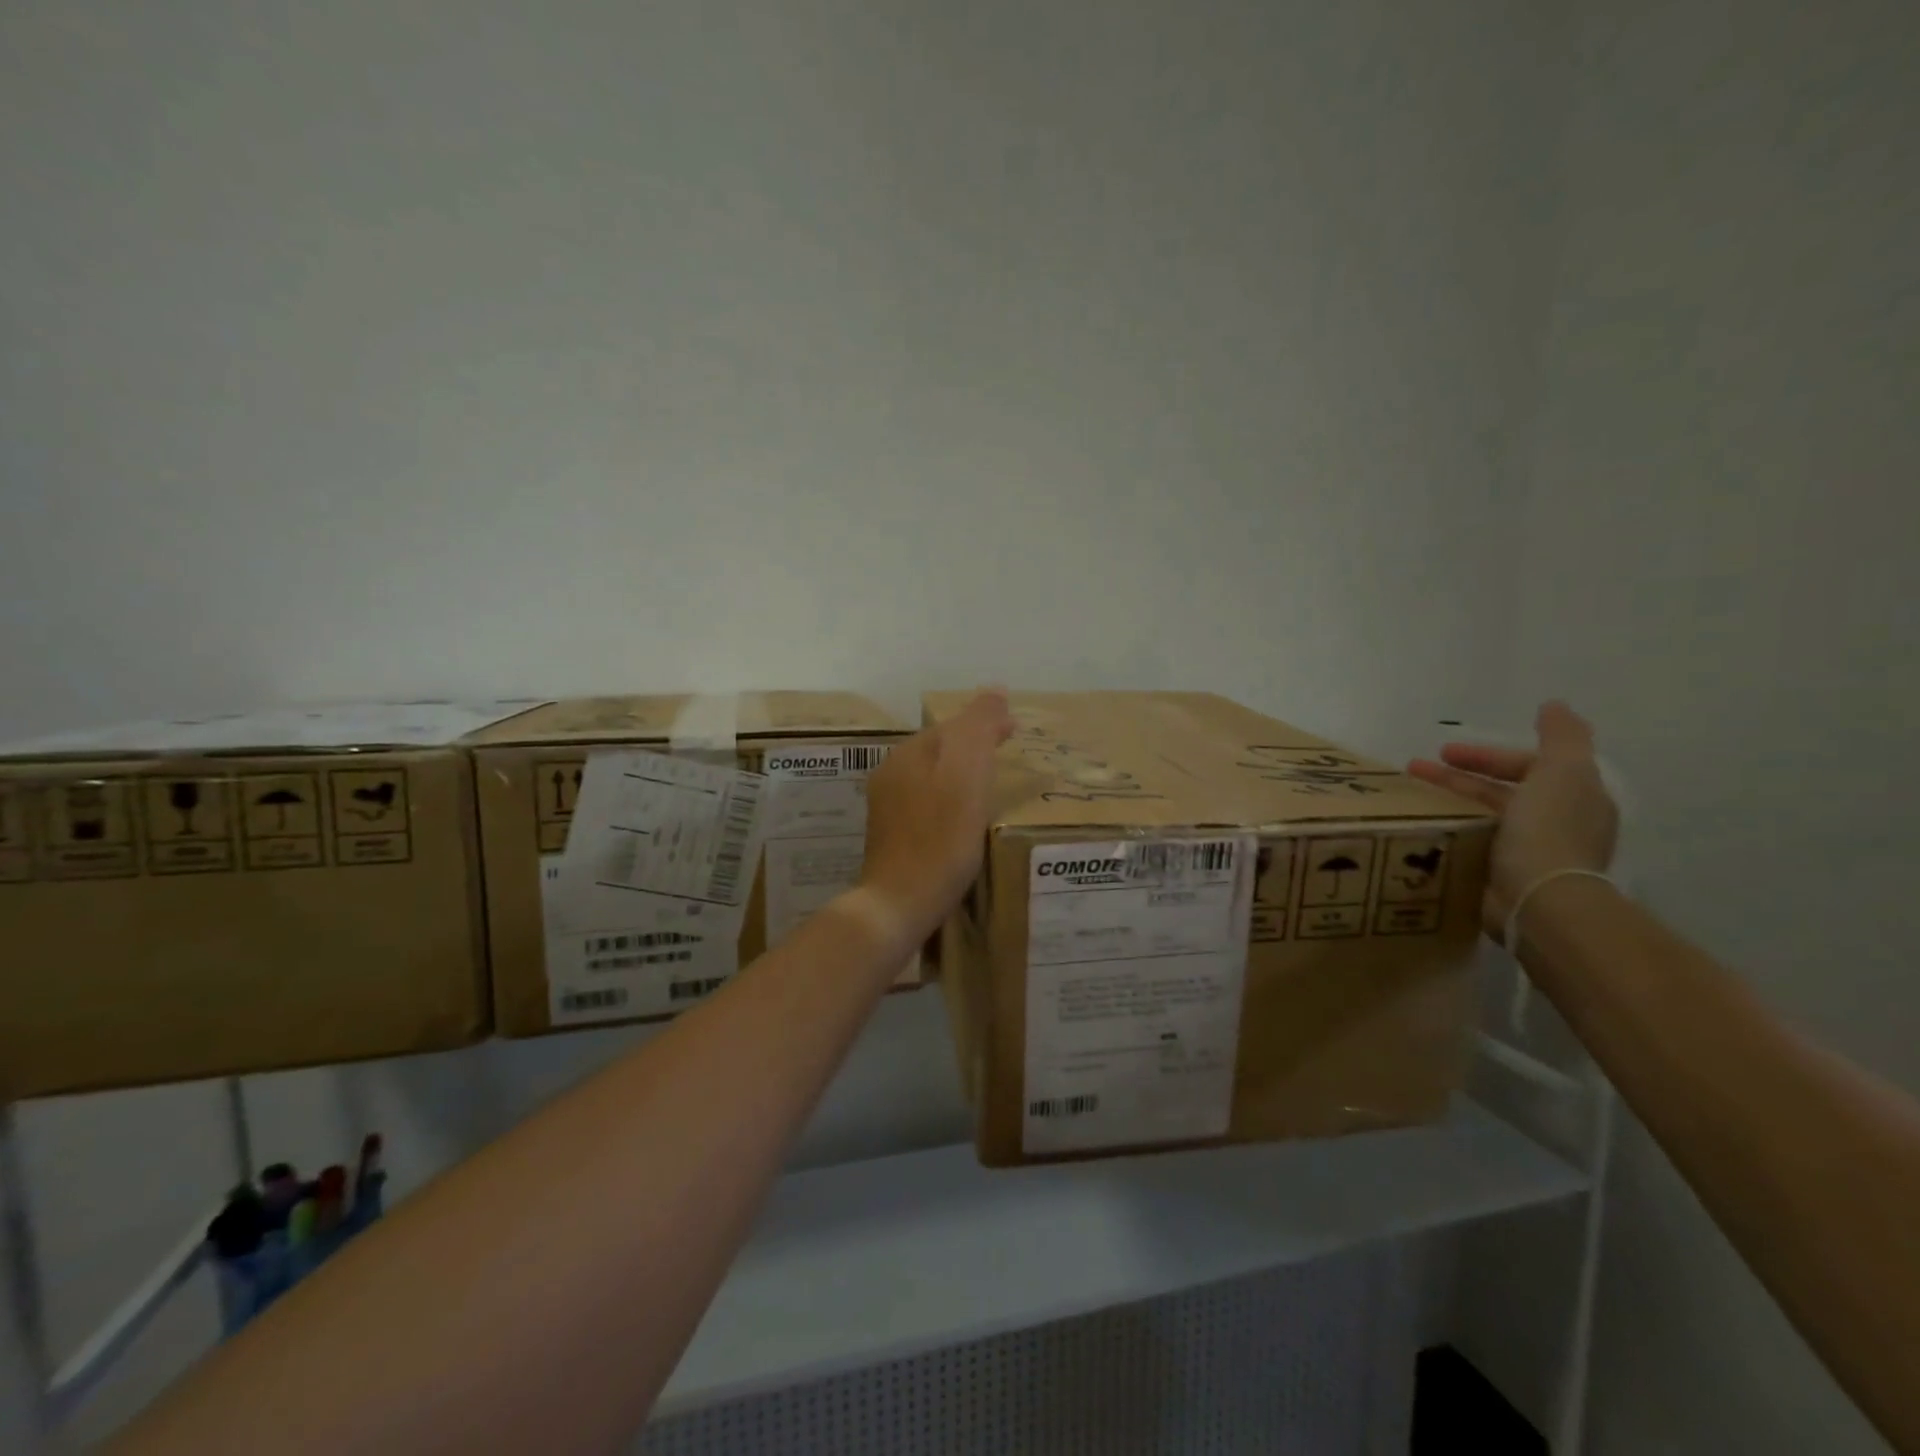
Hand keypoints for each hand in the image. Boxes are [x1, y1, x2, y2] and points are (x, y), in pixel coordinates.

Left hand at [858, 689, 1014, 941]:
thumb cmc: (940, 839)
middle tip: (1007, 762)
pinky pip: (926, 805)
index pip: (954, 726)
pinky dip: (948, 804)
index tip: (1016, 735)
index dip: (986, 726)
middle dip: (973, 750)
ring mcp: (886, 807)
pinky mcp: (890, 837)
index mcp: (909, 753)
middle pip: (941, 751)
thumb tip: (996, 691)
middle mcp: (891, 773)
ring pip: (932, 778)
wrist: (899, 903)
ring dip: (960, 777)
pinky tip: (962, 823)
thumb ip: (979, 728)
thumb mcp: (967, 775)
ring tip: (989, 792)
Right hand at [1408, 701, 1618, 940]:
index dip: (1486, 756)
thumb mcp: (1563, 771)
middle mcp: (1551, 824)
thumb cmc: (1549, 830)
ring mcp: (1524, 854)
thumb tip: (1554, 705)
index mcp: (1572, 798)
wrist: (1539, 899)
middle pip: (1497, 792)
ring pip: (1477, 818)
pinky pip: (1466, 845)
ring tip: (1406, 800)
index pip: (1526, 767)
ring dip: (1445, 804)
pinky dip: (1444, 832)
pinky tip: (1418, 828)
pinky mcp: (1497, 878)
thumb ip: (1562, 736)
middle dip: (1456, 778)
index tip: (1443, 752)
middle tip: (1413, 771)